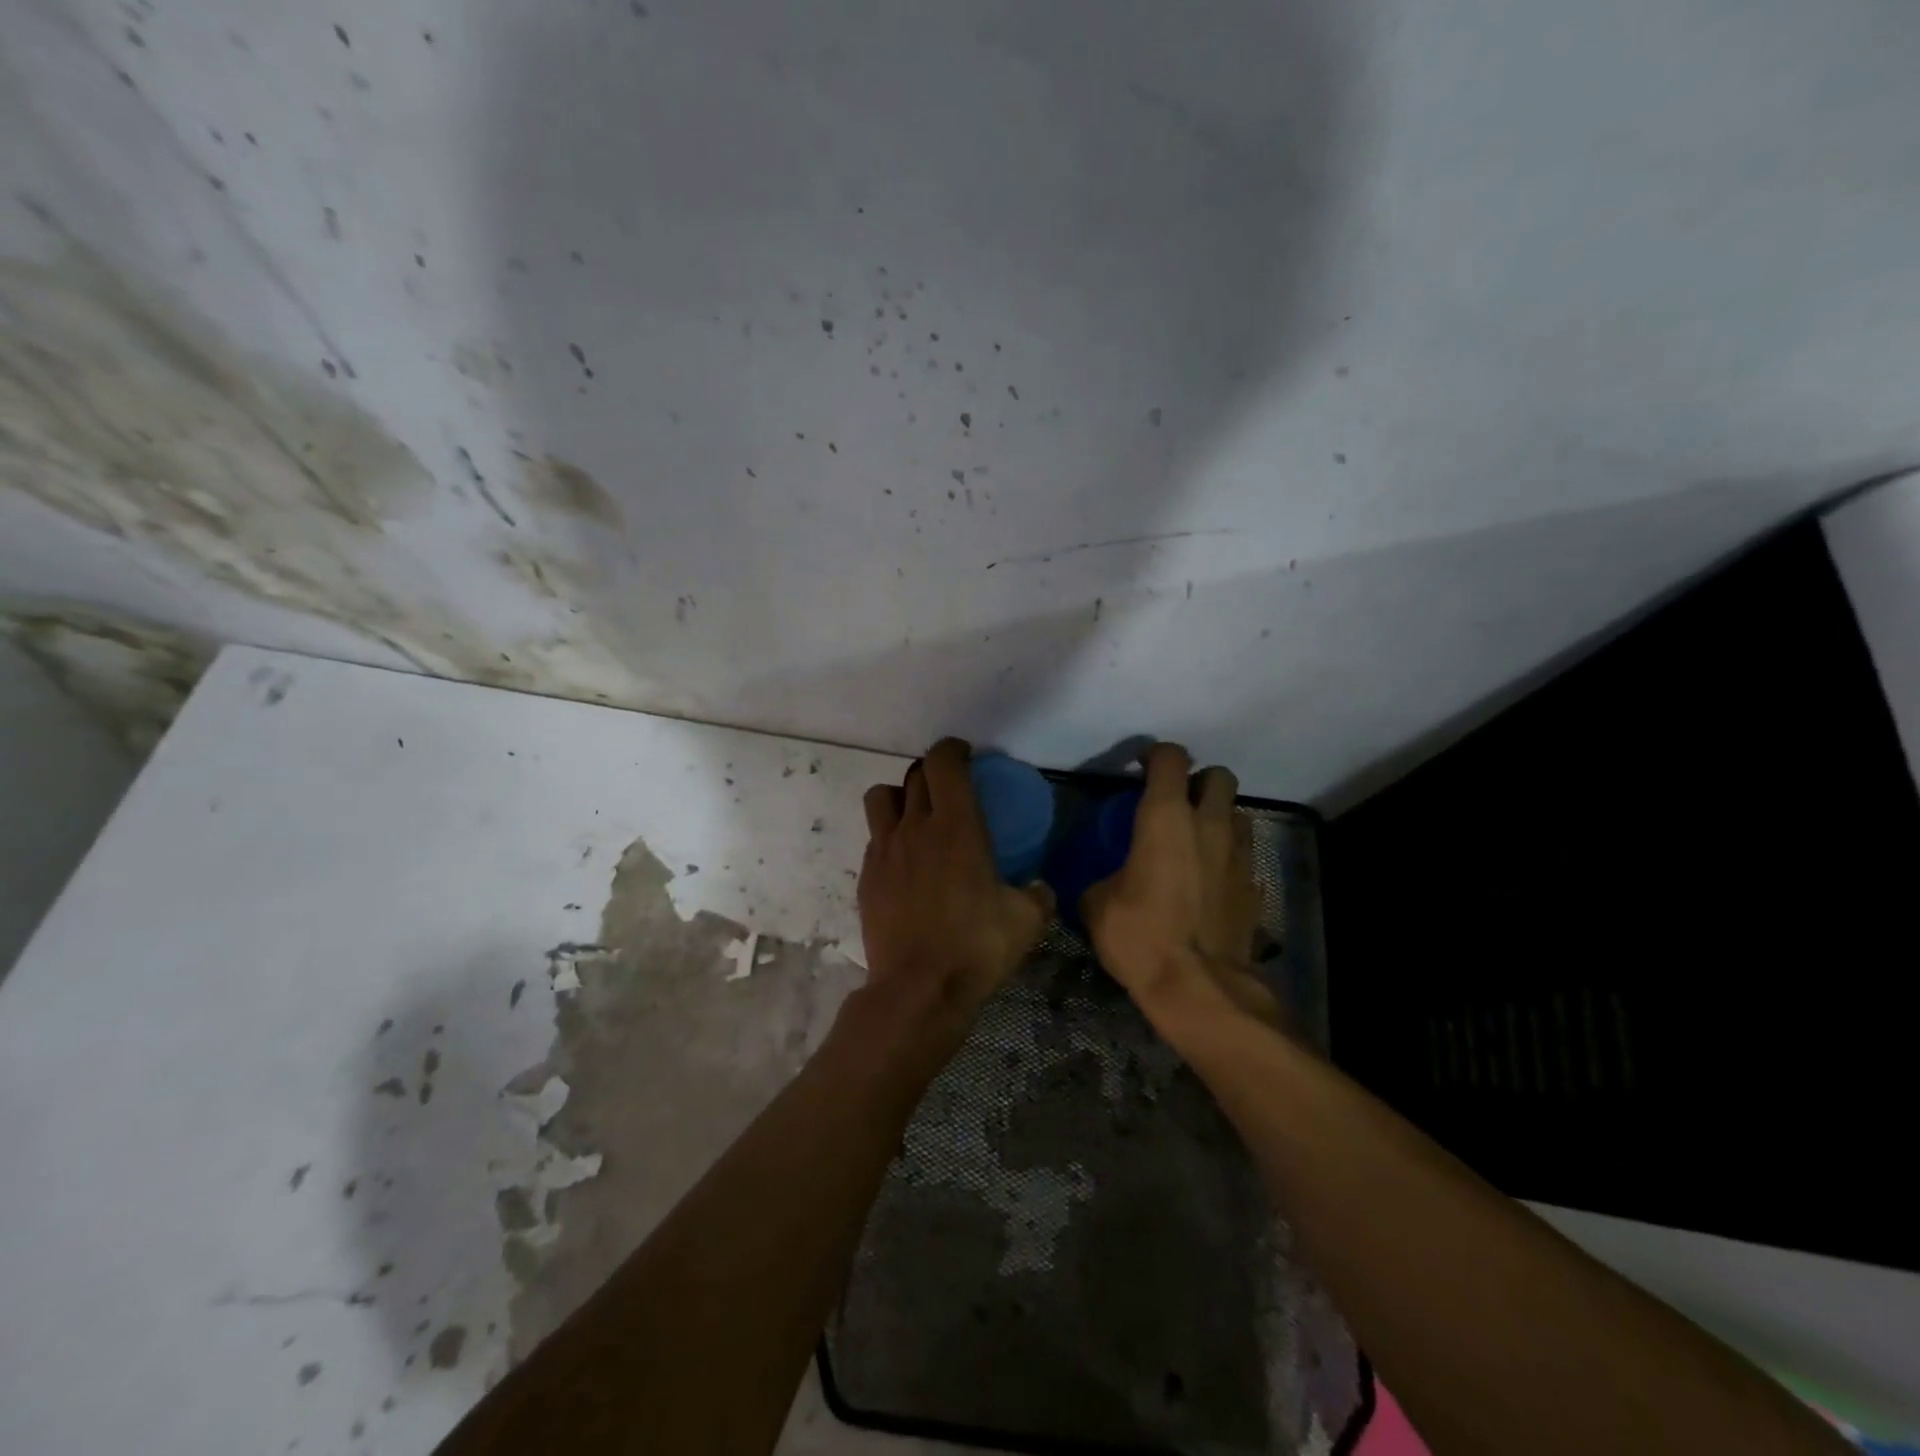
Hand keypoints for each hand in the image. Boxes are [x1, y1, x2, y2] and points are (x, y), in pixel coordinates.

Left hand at [858, 739, 1055, 1024]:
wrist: (918, 989)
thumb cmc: (976, 947)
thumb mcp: (1026, 921)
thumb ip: (1037, 895)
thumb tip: (1039, 886)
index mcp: (956, 826)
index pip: (944, 762)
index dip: (953, 749)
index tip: (965, 755)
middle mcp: (915, 827)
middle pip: (915, 775)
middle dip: (933, 772)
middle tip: (950, 788)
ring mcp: (884, 850)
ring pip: (882, 797)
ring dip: (900, 796)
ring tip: (916, 816)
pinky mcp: (867, 876)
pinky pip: (874, 837)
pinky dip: (889, 835)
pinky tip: (904, 861)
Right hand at [1081, 742, 1281, 1025]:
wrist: (1199, 987)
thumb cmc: (1140, 936)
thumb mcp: (1097, 905)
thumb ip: (1101, 879)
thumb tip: (1102, 883)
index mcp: (1166, 817)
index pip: (1171, 758)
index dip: (1155, 755)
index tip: (1140, 770)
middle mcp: (1209, 825)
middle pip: (1219, 775)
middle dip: (1199, 781)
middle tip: (1176, 803)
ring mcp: (1239, 855)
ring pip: (1237, 814)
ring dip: (1218, 818)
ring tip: (1196, 842)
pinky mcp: (1255, 887)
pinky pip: (1243, 857)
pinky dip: (1227, 859)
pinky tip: (1209, 883)